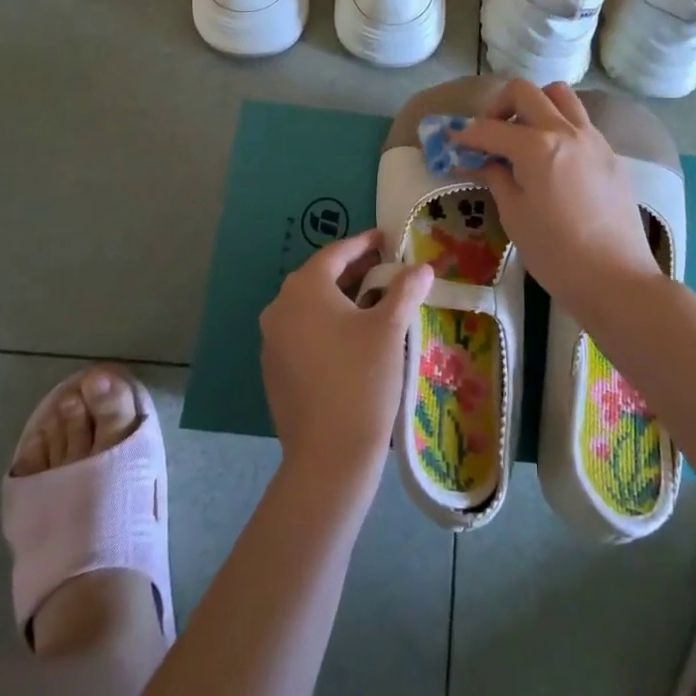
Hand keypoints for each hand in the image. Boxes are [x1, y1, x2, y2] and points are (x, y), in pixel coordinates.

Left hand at [260, 230, 430, 497]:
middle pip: (321, 278)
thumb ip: (405, 290)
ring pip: (310, 307)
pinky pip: (302, 333)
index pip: (336, 253)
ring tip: (374, 304)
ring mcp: (272, 341)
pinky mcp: (273, 370)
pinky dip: (326, 326)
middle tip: (385, 269)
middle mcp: (280, 307)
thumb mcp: (389, 329)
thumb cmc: (361, 379)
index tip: (386, 239)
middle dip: (354, 271)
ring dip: (340, 300)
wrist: (328, 456)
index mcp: (304, 288)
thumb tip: (422, 267)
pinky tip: (351, 340)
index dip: (364, 243)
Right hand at [454, 80, 659, 306]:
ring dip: (535, 106)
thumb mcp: (515, 216)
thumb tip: (482, 161)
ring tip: (524, 136)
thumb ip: (496, 178)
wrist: (616, 279)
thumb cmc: (556, 254)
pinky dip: (559, 126)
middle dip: (499, 106)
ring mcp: (593, 139)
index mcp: (537, 147)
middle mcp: (566, 131)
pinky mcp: (610, 154)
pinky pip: (580, 122)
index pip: (491, 129)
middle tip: (489, 134)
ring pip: (560, 96)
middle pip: (525, 92)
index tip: (453, 142)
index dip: (466, 135)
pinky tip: (552, 158)